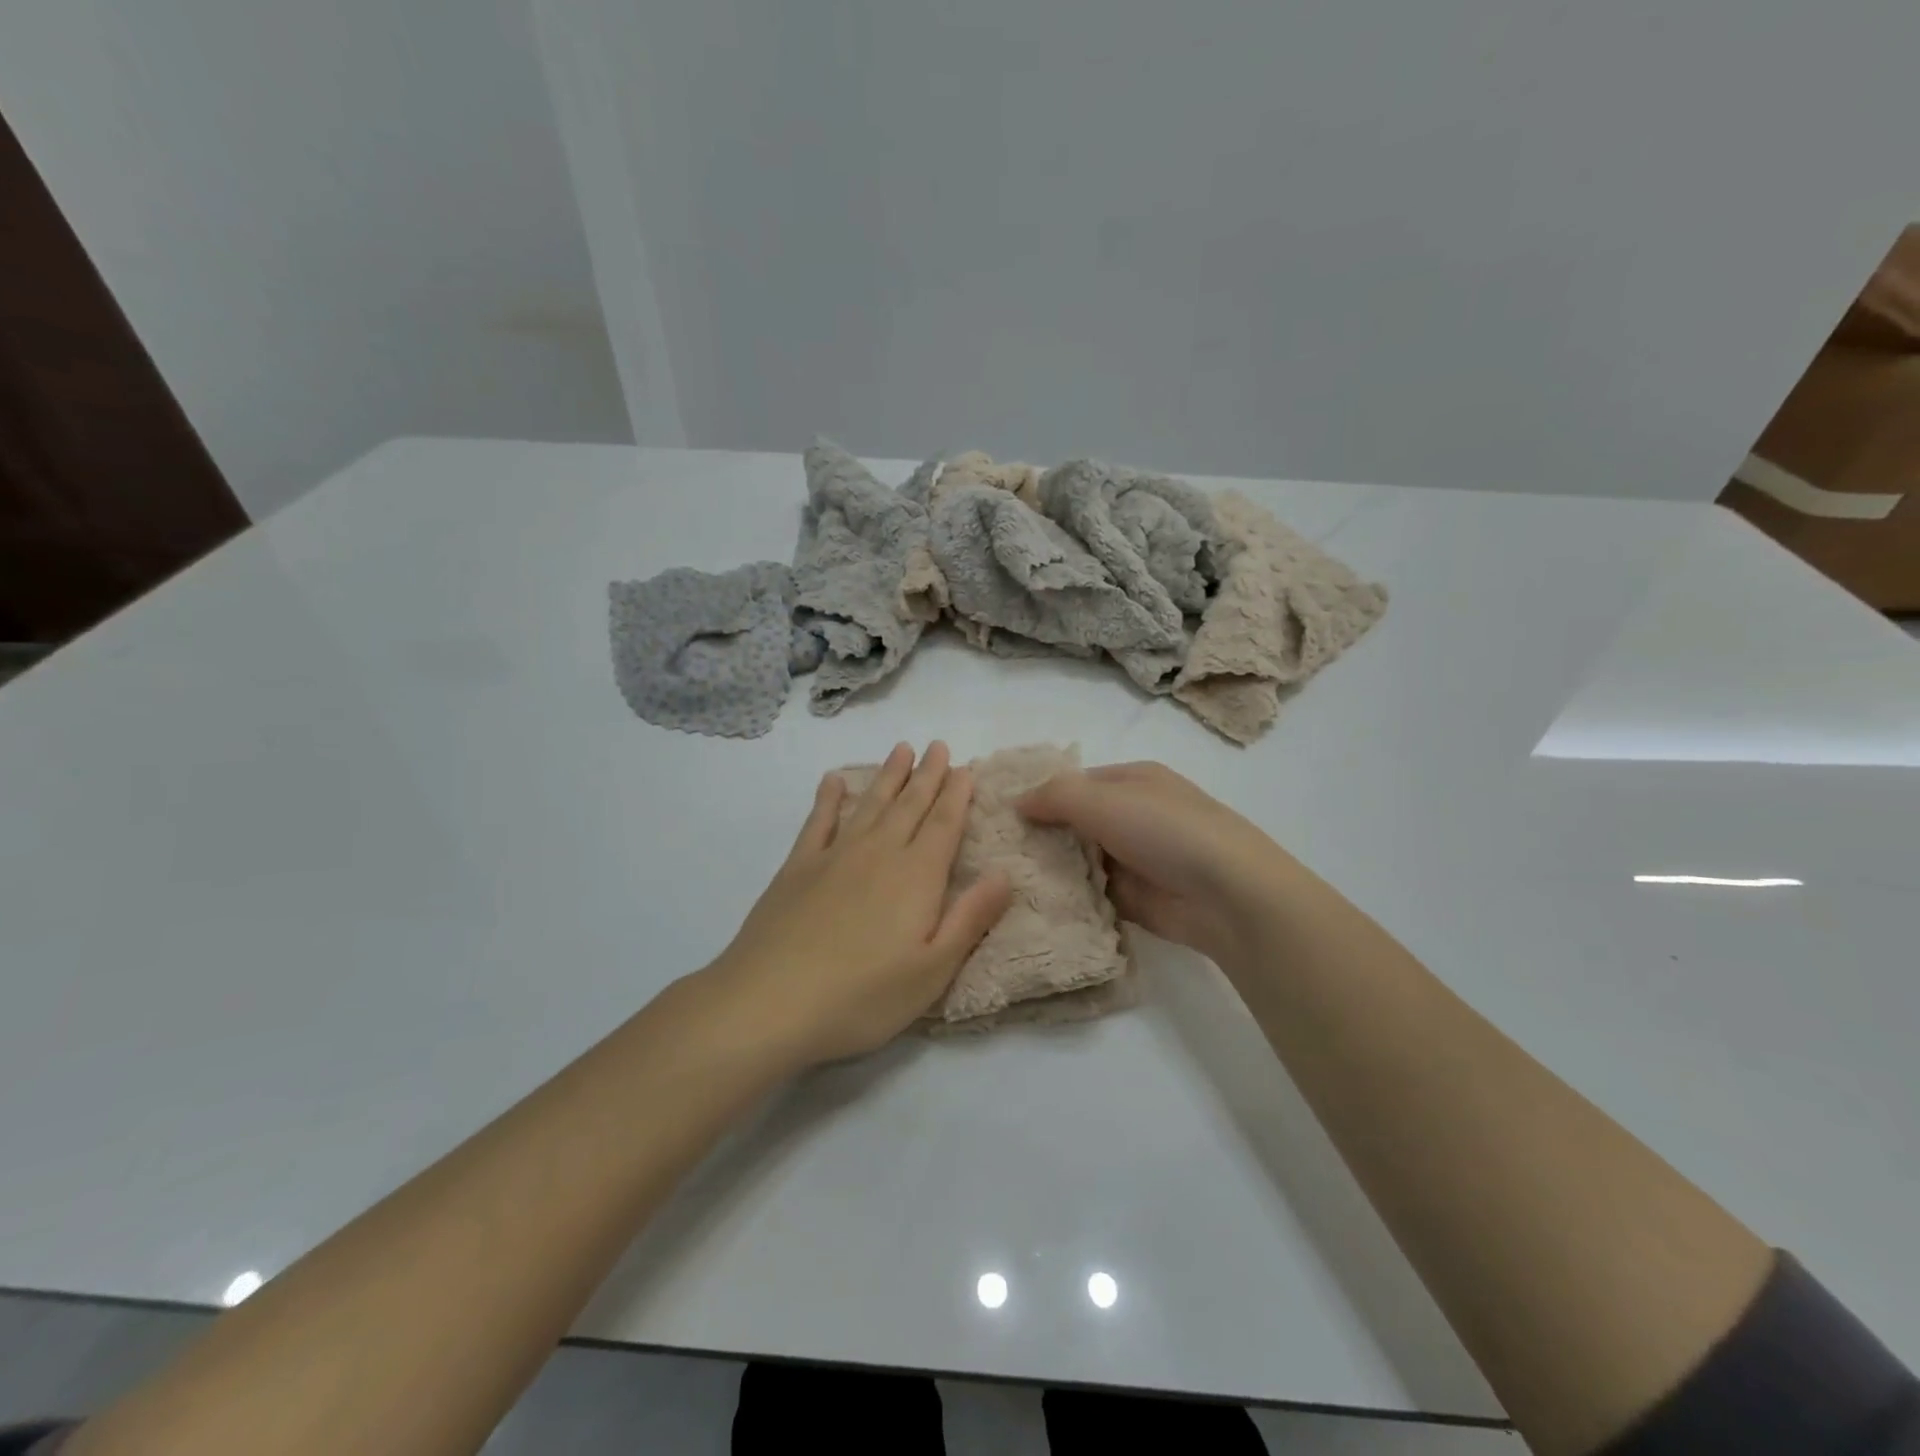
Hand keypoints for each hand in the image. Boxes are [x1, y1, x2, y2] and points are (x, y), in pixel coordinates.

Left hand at [705, 742, 1011, 1066]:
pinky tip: (834, 780)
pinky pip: (818, 821)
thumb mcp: (932, 971)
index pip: (944, 825)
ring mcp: (834, 856)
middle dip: (927, 774)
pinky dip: (828, 797)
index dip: (956, 795)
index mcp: (916, 877)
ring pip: (869, 804)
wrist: (769, 1002)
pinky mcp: (797, 868)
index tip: (965, 768)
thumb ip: (970, 918)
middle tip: (938, 745)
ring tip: (901, 749)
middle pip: (909, 805)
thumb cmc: (862, 997)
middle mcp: (879, 854)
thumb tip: (1004, 874)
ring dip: (888, 776)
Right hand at [1017, 761, 1290, 965]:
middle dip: (1040, 835)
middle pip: (1075, 822)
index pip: (1075, 783)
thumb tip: (1016, 802)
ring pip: (1080, 860)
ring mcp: (1135, 859)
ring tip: (1001, 879)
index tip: (999, 814)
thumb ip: (1054, 796)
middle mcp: (1133, 816)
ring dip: (1051, 869)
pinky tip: (1030, 905)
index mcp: (1132, 781)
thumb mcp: (1102, 800)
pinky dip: (1068, 899)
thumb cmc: (1164, 830)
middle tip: (992, 851)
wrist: (1227, 895)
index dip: (1039, 794)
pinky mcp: (1135, 899)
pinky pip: (1091, 895)